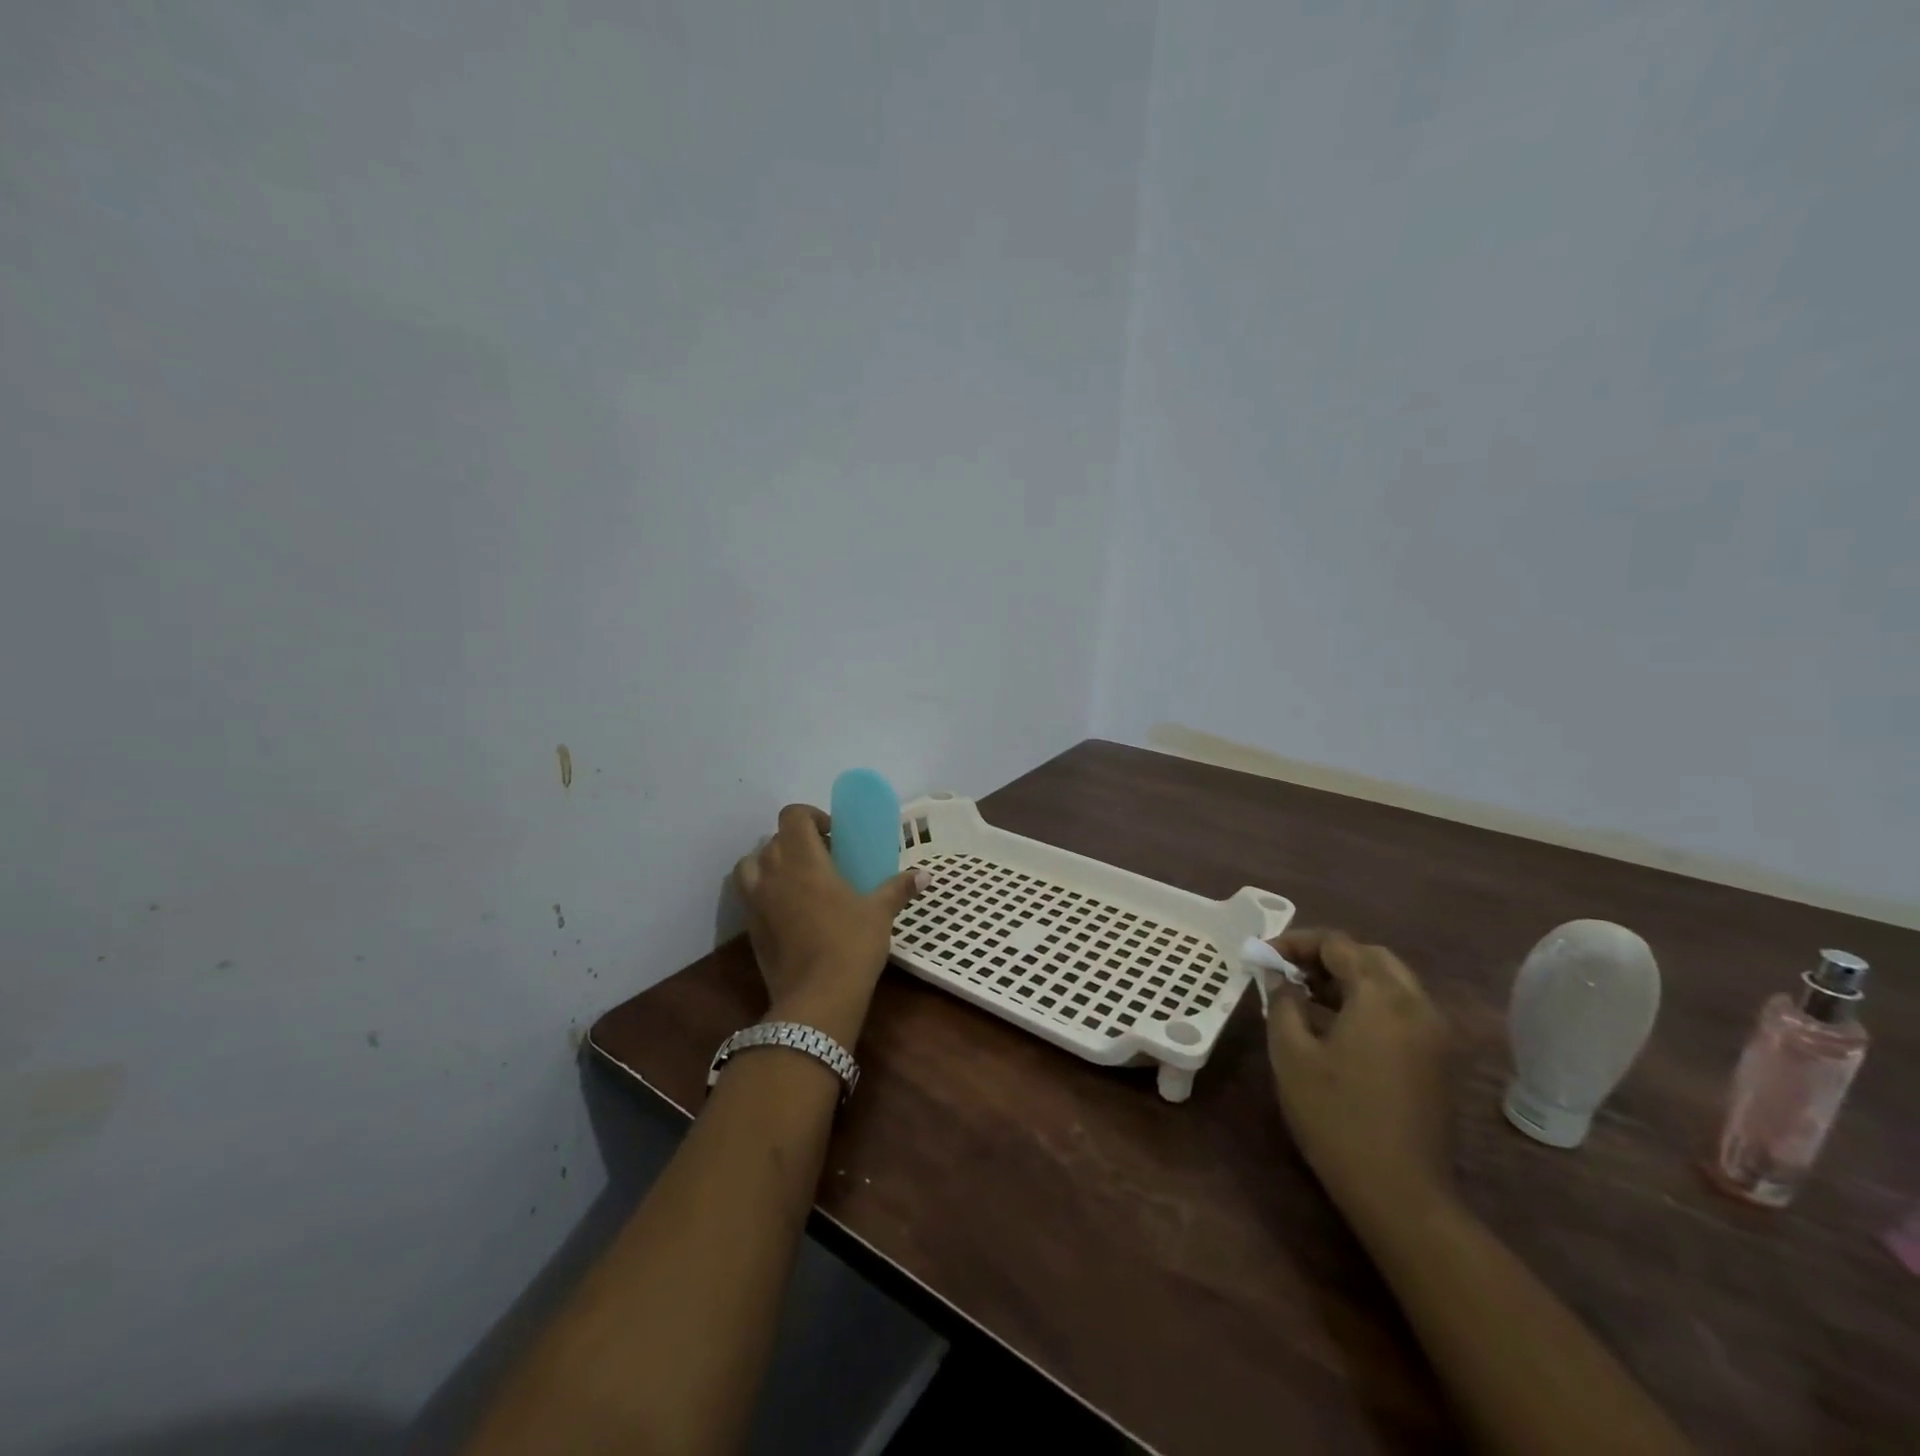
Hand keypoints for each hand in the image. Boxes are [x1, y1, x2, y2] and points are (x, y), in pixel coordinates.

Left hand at [733, 804, 926, 1046]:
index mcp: (803, 860)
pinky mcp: (750, 929)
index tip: (833, 833)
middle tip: (823, 859)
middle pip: (773, 839)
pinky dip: (765, 893)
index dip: (811, 816)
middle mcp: (773, 873)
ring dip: (770, 863)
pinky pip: (750, 896)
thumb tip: (925, 875)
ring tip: (796, 879)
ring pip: (750, 865)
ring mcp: (756, 902)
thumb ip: (898, 888)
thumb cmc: (851, 945)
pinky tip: (790, 911)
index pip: (793, 816)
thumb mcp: (879, 913)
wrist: (816, 999)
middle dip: (796, 842)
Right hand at [1266, 929, 1454, 1230]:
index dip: (1297, 942)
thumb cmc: (1336, 1116)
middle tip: (1288, 971)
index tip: (1264, 955)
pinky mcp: (1438, 1060)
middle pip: (1370, 957)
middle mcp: (1417, 1005)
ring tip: (1306, 995)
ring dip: (1349, 978)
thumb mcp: (1291, 1053)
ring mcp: (1435, 1034)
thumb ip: (1282, 1002)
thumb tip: (1279, 977)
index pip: (1338, 944)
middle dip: (1327, 956)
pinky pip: (1402, 1009)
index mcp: (1383, 997)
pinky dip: (1369, 1002)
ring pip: (1390, 982)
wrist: (1401, 1194)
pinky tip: (1336, 1026)